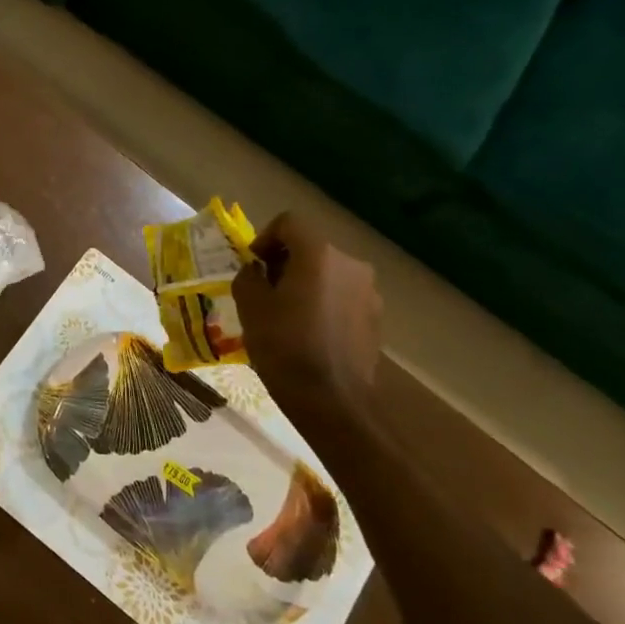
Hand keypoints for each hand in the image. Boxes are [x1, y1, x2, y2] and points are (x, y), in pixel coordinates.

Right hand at [231, 213, 382, 408]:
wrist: (332, 400)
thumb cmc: (284, 346)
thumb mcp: (249, 306)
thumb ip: (249, 276)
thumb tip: (257, 271)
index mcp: (319, 254)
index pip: (289, 223)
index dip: (265, 237)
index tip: (252, 265)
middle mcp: (350, 264)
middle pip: (311, 247)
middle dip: (284, 262)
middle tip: (263, 290)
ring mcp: (368, 292)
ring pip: (328, 273)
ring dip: (305, 283)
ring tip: (285, 314)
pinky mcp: (375, 318)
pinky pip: (342, 297)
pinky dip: (322, 303)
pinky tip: (308, 332)